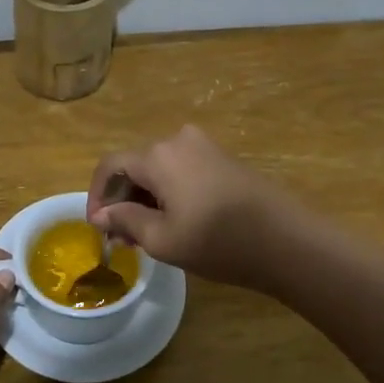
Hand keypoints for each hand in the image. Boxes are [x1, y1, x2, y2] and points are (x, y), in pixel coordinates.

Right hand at [86, 125, 304, 291]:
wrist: (286, 241)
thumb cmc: (218, 242)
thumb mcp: (162, 239)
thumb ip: (125, 221)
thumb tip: (101, 214)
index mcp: (158, 155)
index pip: (110, 166)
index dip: (96, 195)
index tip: (98, 227)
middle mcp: (178, 139)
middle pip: (135, 164)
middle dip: (122, 199)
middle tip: (121, 237)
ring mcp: (204, 146)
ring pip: (159, 168)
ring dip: (145, 197)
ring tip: (146, 234)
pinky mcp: (223, 158)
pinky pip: (182, 169)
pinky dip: (168, 192)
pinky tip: (174, 221)